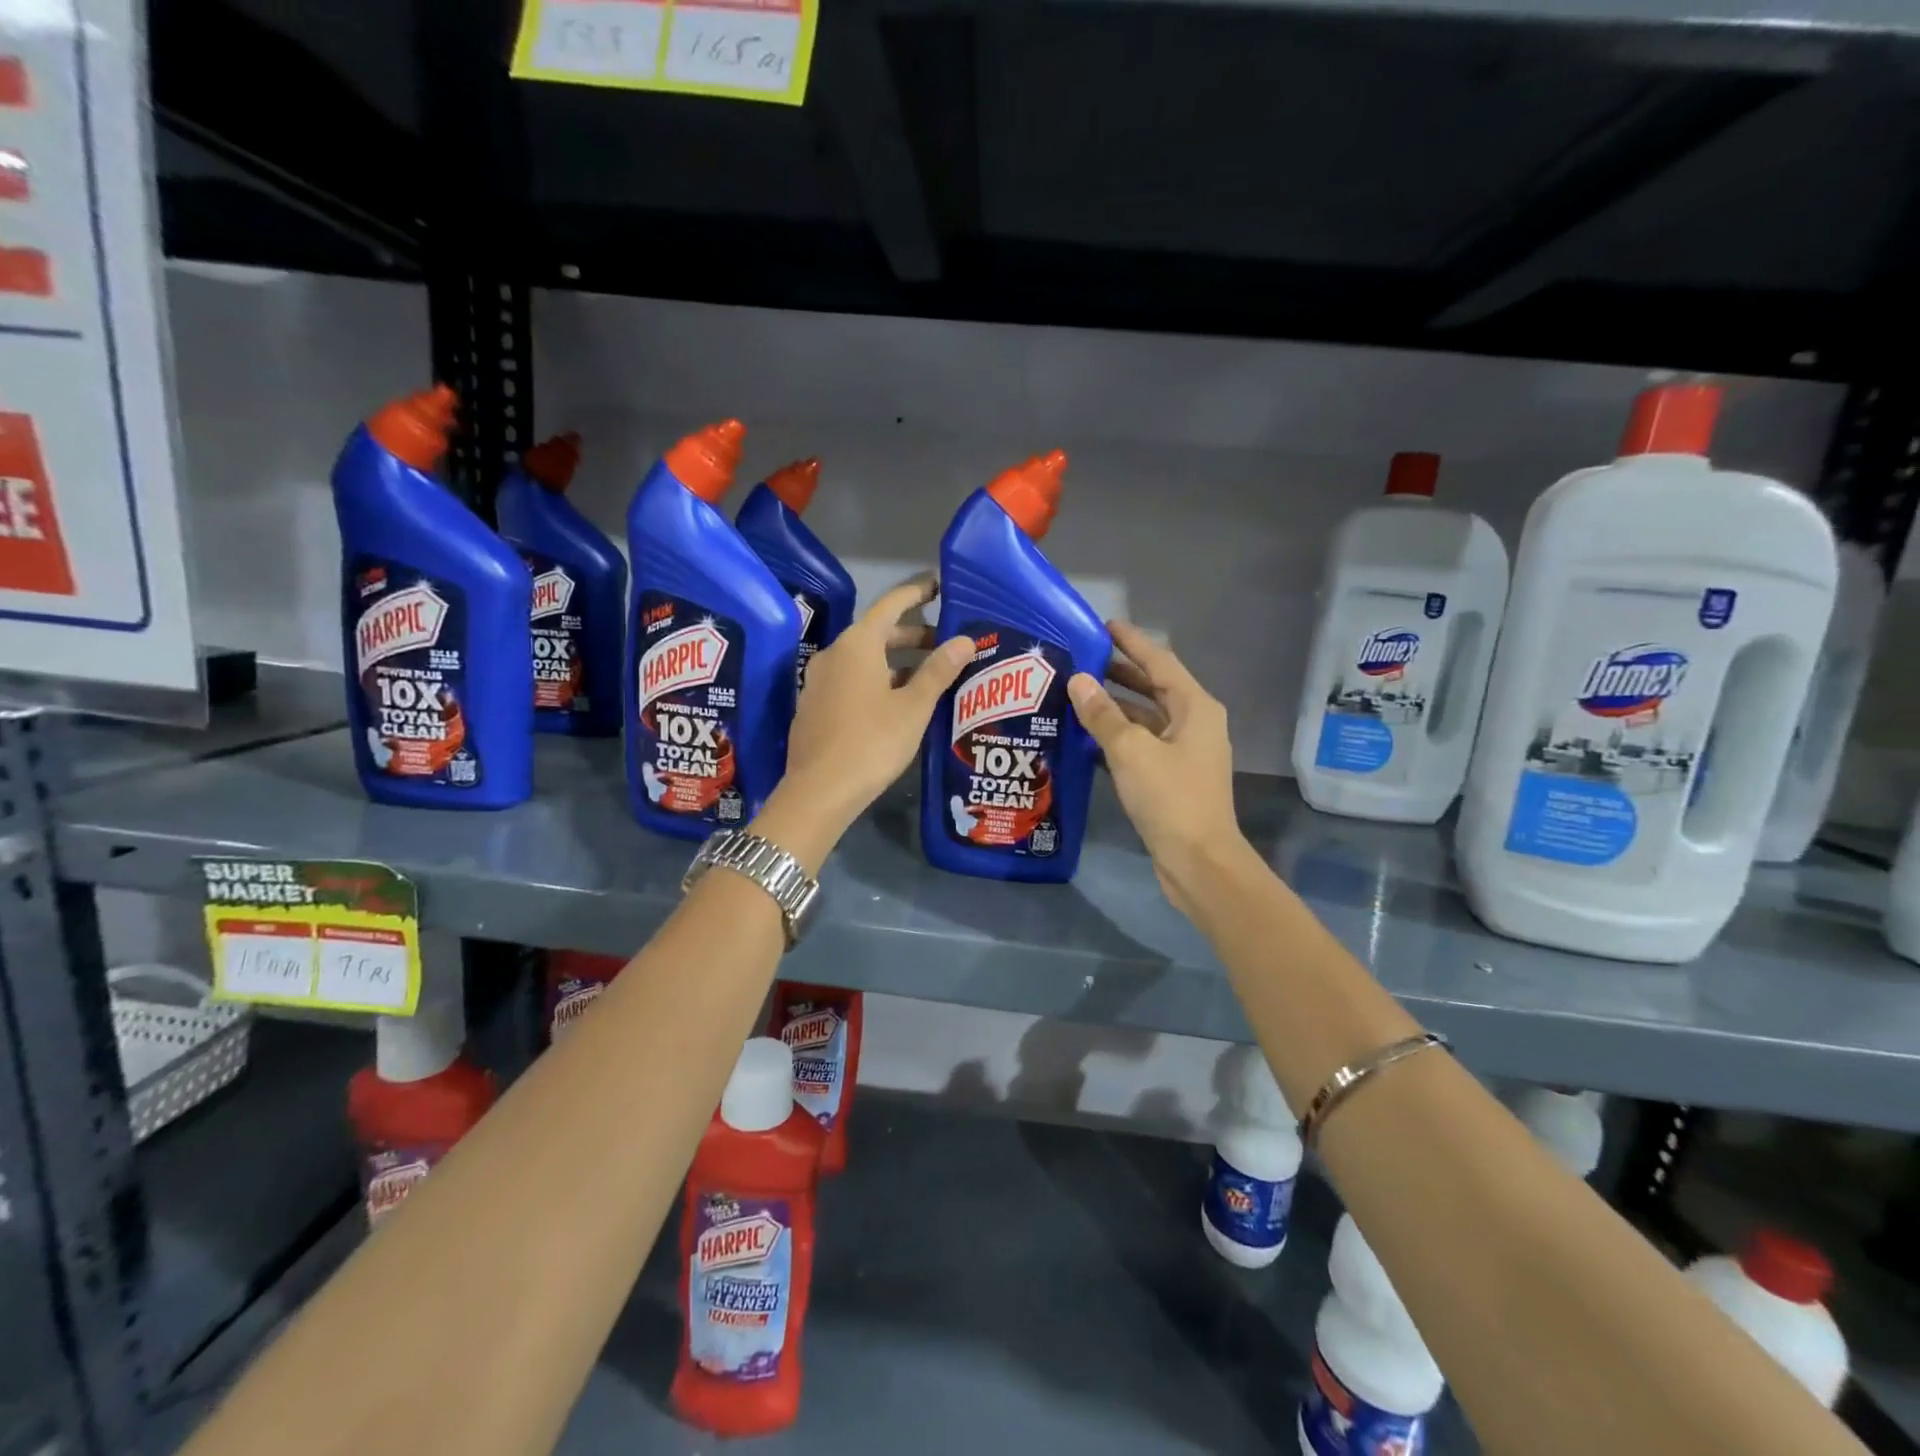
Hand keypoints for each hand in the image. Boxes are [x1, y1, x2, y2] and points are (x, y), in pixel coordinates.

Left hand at [770, 576, 973, 854]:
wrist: (819, 792)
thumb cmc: (872, 742)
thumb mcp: (913, 707)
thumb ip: (939, 671)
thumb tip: (964, 640)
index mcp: (857, 645)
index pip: (891, 604)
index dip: (917, 593)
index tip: (940, 586)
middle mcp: (834, 654)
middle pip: (878, 633)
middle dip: (913, 635)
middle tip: (946, 643)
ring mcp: (819, 681)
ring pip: (865, 660)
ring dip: (897, 662)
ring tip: (929, 676)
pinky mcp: (815, 706)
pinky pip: (852, 680)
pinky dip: (878, 680)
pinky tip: (898, 702)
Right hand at [1067, 622, 1245, 914]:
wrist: (1198, 861)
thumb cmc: (1170, 798)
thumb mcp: (1131, 751)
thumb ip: (1102, 714)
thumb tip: (1079, 680)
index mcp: (1195, 708)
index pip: (1159, 662)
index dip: (1131, 642)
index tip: (1103, 625)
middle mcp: (1194, 723)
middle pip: (1153, 688)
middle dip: (1120, 672)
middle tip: (1082, 658)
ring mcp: (1185, 752)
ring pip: (1146, 717)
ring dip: (1115, 706)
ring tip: (1077, 693)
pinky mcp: (1172, 777)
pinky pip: (1142, 744)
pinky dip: (1118, 735)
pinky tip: (1087, 736)